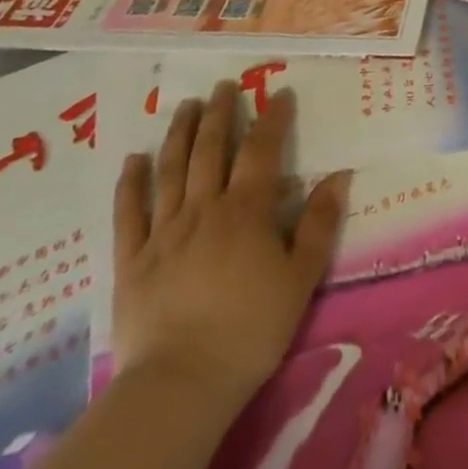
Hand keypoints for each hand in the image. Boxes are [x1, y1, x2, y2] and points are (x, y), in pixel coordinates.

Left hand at [112, 83, 349, 409]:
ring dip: (179, 132)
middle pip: (211, 148)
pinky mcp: (131, 260)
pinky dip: (130, 183)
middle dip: (220, 112)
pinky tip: (133, 159)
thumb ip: (321, 223)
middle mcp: (204, 208)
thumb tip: (339, 175)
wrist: (181, 384)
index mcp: (246, 209)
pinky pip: (128, 213)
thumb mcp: (302, 277)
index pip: (262, 149)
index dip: (272, 117)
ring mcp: (163, 231)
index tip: (280, 93)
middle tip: (223, 84)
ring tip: (186, 105)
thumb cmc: (251, 329)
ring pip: (171, 169)